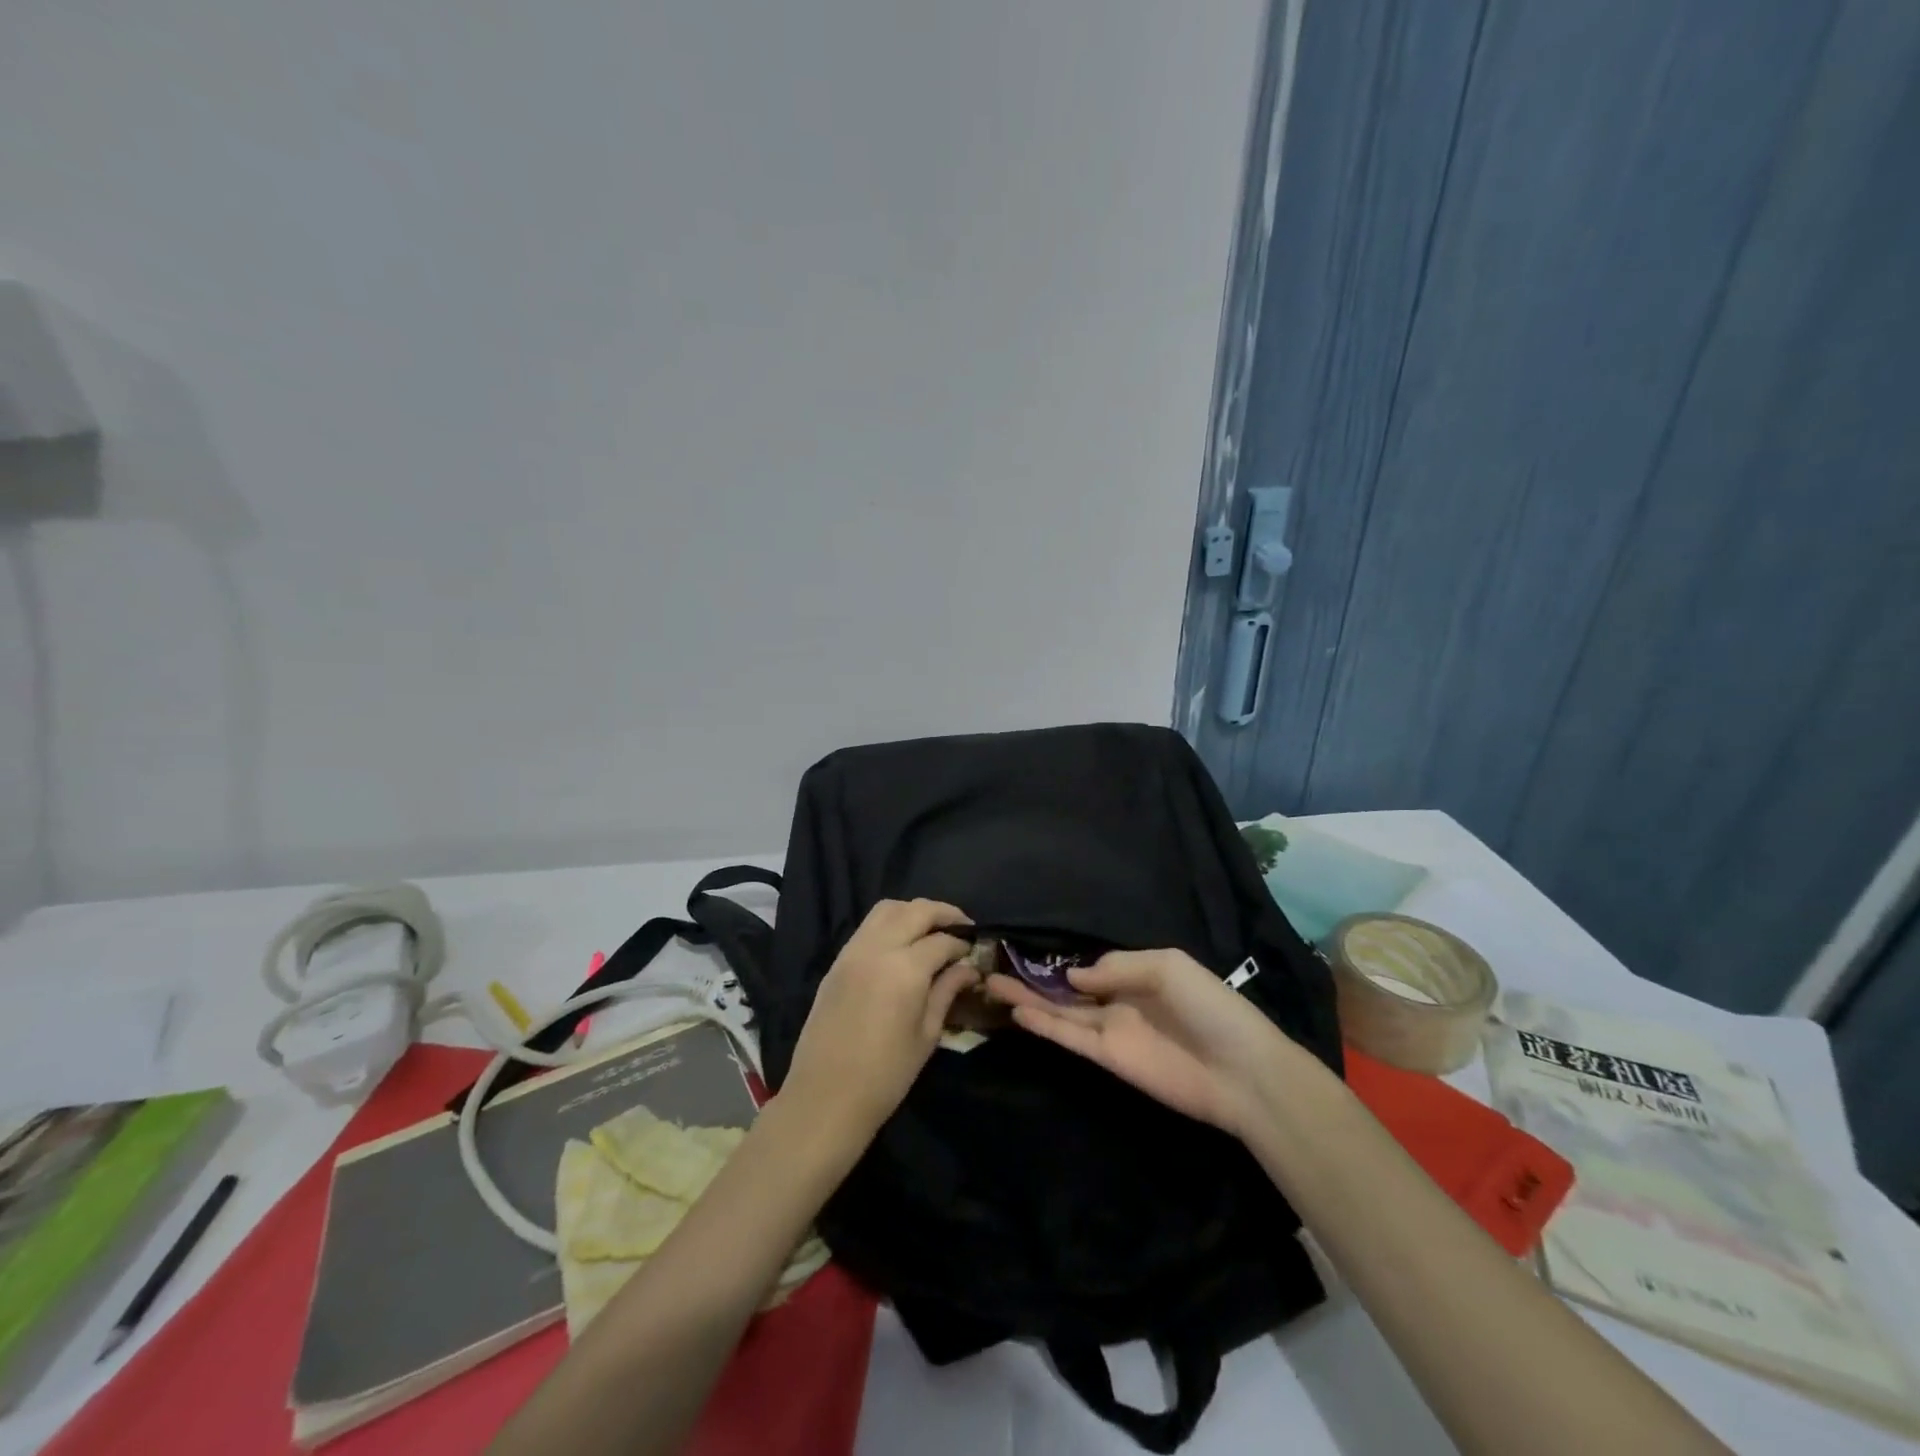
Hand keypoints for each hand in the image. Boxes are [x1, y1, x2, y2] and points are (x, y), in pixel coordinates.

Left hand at [779, 899, 977, 1145]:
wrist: (826, 1097)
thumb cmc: (886, 1075)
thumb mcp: (927, 1034)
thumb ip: (947, 991)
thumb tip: (969, 968)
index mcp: (905, 969)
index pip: (942, 940)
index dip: (963, 943)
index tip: (976, 950)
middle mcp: (878, 948)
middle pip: (915, 910)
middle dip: (943, 913)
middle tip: (962, 926)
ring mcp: (853, 951)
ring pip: (887, 909)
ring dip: (913, 911)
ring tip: (931, 929)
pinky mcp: (837, 962)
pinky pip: (867, 927)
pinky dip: (890, 923)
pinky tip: (902, 942)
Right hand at [986, 948, 1292, 1137]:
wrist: (1241, 1070)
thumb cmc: (1211, 1006)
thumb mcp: (1166, 966)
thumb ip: (1115, 966)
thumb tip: (1071, 975)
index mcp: (1137, 973)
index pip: (1090, 965)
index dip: (1059, 960)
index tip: (1023, 949)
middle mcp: (1118, 1000)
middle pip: (1066, 989)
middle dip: (1032, 980)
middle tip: (992, 968)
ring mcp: (1111, 1030)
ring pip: (1060, 1012)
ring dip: (1028, 999)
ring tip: (991, 984)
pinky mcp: (1108, 1058)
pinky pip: (1070, 1037)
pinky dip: (1045, 1025)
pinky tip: (1018, 1012)